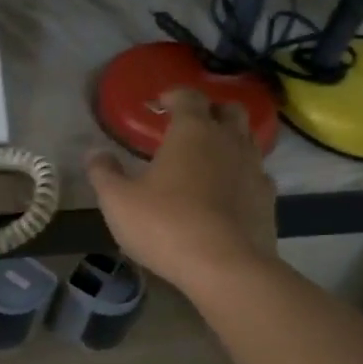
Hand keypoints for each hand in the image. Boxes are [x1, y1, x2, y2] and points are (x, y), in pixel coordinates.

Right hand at [87, 88, 277, 292]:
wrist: (226, 267)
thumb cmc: (166, 225)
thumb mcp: (118, 201)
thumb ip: (104, 173)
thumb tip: (94, 153)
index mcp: (192, 131)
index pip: (188, 96)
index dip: (174, 96)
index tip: (160, 104)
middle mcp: (228, 141)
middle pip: (229, 110)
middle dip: (211, 112)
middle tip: (191, 126)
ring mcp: (254, 169)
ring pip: (248, 140)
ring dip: (230, 141)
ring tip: (209, 158)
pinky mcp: (268, 199)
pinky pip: (257, 174)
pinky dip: (242, 174)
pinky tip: (228, 192)